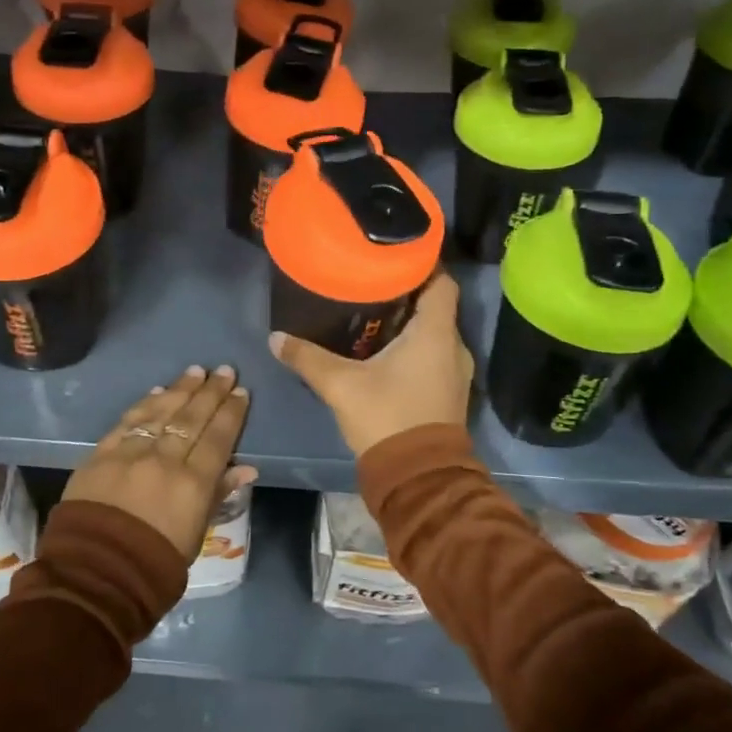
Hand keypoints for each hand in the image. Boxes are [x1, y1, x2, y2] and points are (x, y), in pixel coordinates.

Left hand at [63, 365, 256, 561]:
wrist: (94, 575)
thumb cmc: (154, 564)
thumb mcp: (196, 534)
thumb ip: (218, 494)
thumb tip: (247, 468)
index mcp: (193, 483)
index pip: (218, 438)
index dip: (231, 413)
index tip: (241, 392)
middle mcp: (165, 459)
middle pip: (193, 418)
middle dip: (211, 392)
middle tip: (224, 370)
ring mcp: (131, 453)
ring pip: (161, 412)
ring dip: (181, 389)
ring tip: (196, 371)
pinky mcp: (101, 454)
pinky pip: (128, 421)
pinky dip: (144, 403)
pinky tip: (157, 391)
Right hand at [269, 272, 472, 457]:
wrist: (418, 478)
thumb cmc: (387, 418)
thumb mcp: (341, 385)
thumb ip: (308, 357)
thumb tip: (276, 337)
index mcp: (435, 333)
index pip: (442, 281)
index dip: (423, 264)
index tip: (394, 254)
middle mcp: (453, 346)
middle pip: (435, 304)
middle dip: (406, 291)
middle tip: (371, 280)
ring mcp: (454, 371)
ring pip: (434, 332)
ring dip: (408, 321)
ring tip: (372, 311)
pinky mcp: (448, 392)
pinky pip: (433, 354)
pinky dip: (413, 345)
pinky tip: (382, 349)